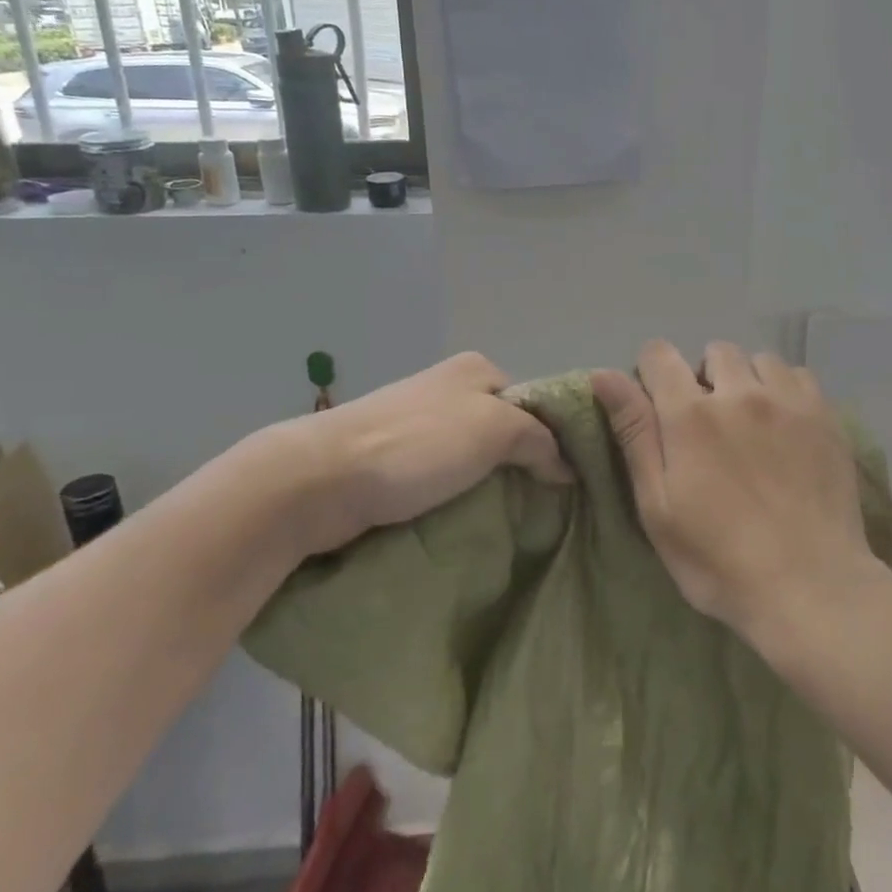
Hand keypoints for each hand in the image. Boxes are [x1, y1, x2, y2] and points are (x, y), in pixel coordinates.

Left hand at [249, 352, 571, 562]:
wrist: (321, 479)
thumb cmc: (418, 443)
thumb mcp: (495, 428)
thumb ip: (540, 440)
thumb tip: (566, 467)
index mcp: (476, 369)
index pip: (534, 402)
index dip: (554, 438)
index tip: (570, 480)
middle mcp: (449, 389)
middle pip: (505, 430)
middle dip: (523, 465)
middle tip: (545, 506)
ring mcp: (419, 425)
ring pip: (474, 458)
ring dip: (490, 486)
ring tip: (514, 521)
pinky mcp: (395, 460)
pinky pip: (444, 479)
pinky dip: (459, 498)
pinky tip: (472, 522)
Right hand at [591, 340, 873, 640]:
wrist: (810, 586)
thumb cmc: (718, 559)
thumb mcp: (658, 506)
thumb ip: (634, 433)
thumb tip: (603, 374)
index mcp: (690, 414)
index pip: (659, 354)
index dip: (651, 373)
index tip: (658, 406)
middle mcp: (740, 392)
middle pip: (714, 352)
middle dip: (704, 378)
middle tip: (708, 425)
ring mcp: (788, 401)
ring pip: (760, 360)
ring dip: (747, 381)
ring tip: (751, 423)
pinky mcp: (825, 416)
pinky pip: (799, 376)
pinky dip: (785, 390)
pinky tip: (786, 426)